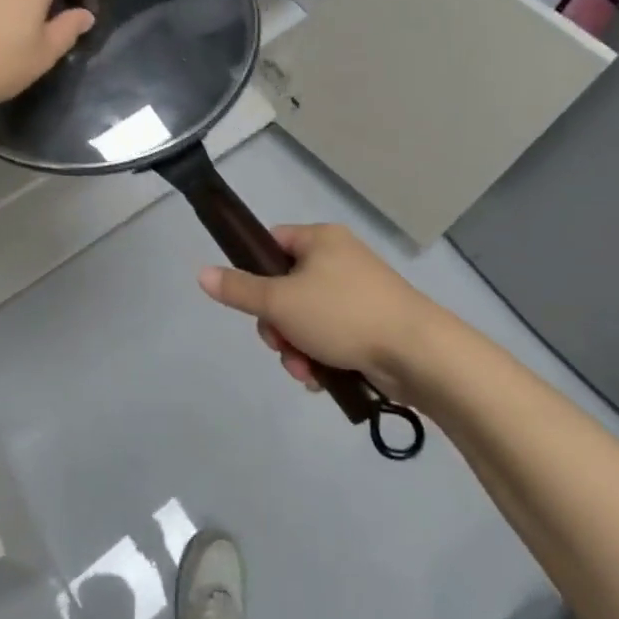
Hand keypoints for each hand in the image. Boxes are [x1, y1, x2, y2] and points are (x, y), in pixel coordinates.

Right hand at [197, 223, 453, 398]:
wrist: (417, 353)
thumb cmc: (343, 314)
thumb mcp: (281, 301)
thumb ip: (240, 289)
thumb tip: (201, 273)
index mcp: (320, 240)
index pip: (272, 243)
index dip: (255, 271)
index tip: (251, 302)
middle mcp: (339, 259)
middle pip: (285, 287)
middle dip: (277, 324)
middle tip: (281, 343)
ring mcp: (357, 293)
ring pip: (306, 318)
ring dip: (296, 347)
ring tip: (304, 370)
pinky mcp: (371, 324)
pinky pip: (330, 336)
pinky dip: (320, 356)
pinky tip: (320, 378)